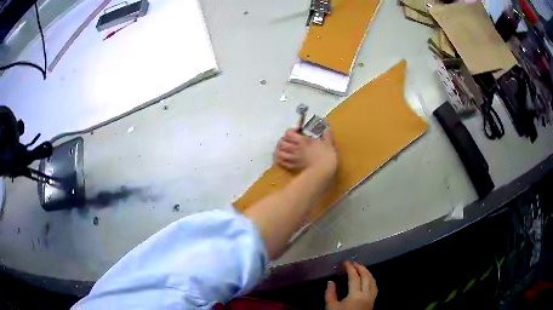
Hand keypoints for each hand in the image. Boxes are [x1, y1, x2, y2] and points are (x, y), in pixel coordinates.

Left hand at [273, 128, 337, 175]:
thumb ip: (326, 136)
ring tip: (283, 149)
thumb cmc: (326, 155)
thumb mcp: (328, 143)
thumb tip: (327, 130)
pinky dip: (280, 160)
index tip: (296, 132)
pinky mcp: (292, 167)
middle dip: (283, 140)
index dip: (290, 131)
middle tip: (288, 141)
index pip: (288, 133)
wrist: (323, 170)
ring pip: (279, 153)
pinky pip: (282, 163)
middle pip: (281, 142)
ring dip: (279, 150)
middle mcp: (294, 148)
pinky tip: (283, 159)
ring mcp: (292, 158)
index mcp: (302, 141)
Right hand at [325, 261, 376, 309]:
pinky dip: (371, 280)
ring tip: (361, 268)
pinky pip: (375, 287)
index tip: (345, 262)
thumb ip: (330, 294)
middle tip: (353, 263)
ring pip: (373, 281)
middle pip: (366, 277)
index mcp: (355, 295)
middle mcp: (366, 295)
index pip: (354, 278)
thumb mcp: (331, 307)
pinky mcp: (373, 301)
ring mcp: (371, 298)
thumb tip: (331, 282)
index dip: (350, 268)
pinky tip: (367, 279)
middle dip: (360, 268)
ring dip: (367, 273)